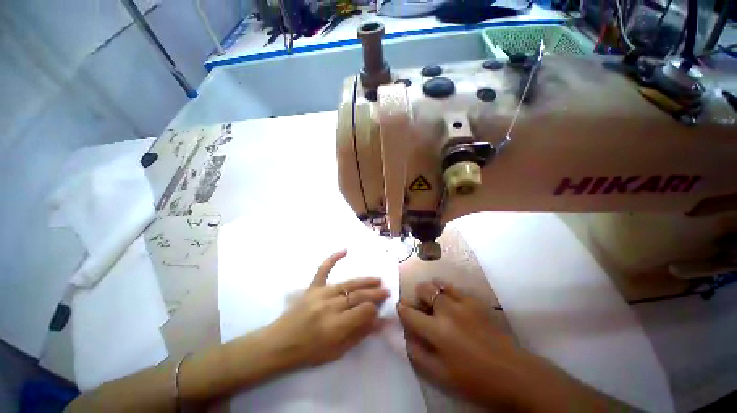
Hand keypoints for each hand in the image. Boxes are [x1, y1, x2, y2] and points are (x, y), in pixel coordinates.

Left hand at [266, 250, 389, 368]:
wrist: (279, 344)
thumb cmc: (309, 352)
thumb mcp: (337, 351)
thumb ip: (359, 334)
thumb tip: (380, 322)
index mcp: (335, 325)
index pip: (363, 311)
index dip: (375, 309)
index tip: (381, 308)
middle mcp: (329, 306)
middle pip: (358, 296)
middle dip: (374, 294)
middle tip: (386, 291)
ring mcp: (320, 294)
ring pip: (347, 284)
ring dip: (364, 281)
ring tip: (377, 280)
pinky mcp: (312, 287)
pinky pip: (323, 269)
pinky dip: (333, 258)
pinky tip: (345, 250)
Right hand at [397, 280, 526, 408]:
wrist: (514, 374)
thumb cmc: (475, 379)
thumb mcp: (441, 375)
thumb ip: (418, 354)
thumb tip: (404, 336)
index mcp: (437, 331)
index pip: (409, 312)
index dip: (402, 309)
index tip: (401, 309)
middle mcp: (447, 310)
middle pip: (423, 289)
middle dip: (417, 297)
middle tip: (422, 310)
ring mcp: (463, 302)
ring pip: (437, 284)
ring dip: (431, 291)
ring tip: (435, 304)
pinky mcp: (475, 300)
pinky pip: (453, 288)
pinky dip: (446, 291)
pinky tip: (451, 304)